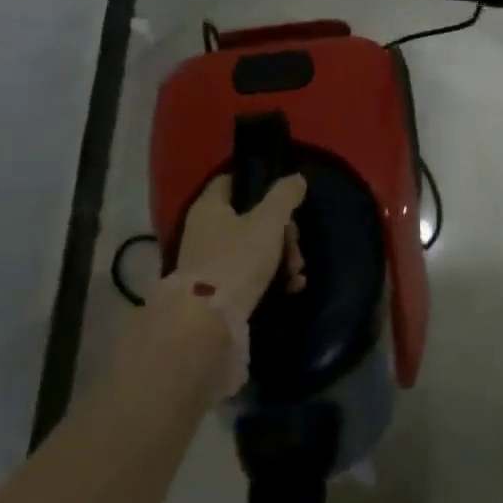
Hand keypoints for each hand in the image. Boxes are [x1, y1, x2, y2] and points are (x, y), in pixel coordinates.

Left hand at [175, 173, 307, 314]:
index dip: (256, 182)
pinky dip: (271, 277)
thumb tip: (297, 178)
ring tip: (297, 272)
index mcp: (210, 207)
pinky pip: (249, 274)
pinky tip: (291, 286)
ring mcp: (209, 262)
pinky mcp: (217, 290)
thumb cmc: (236, 261)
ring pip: (253, 247)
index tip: (282, 193)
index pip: (230, 180)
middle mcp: (205, 230)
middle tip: (296, 245)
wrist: (207, 325)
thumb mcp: (268, 222)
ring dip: (281, 256)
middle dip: (281, 230)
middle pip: (250, 217)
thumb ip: (284, 197)